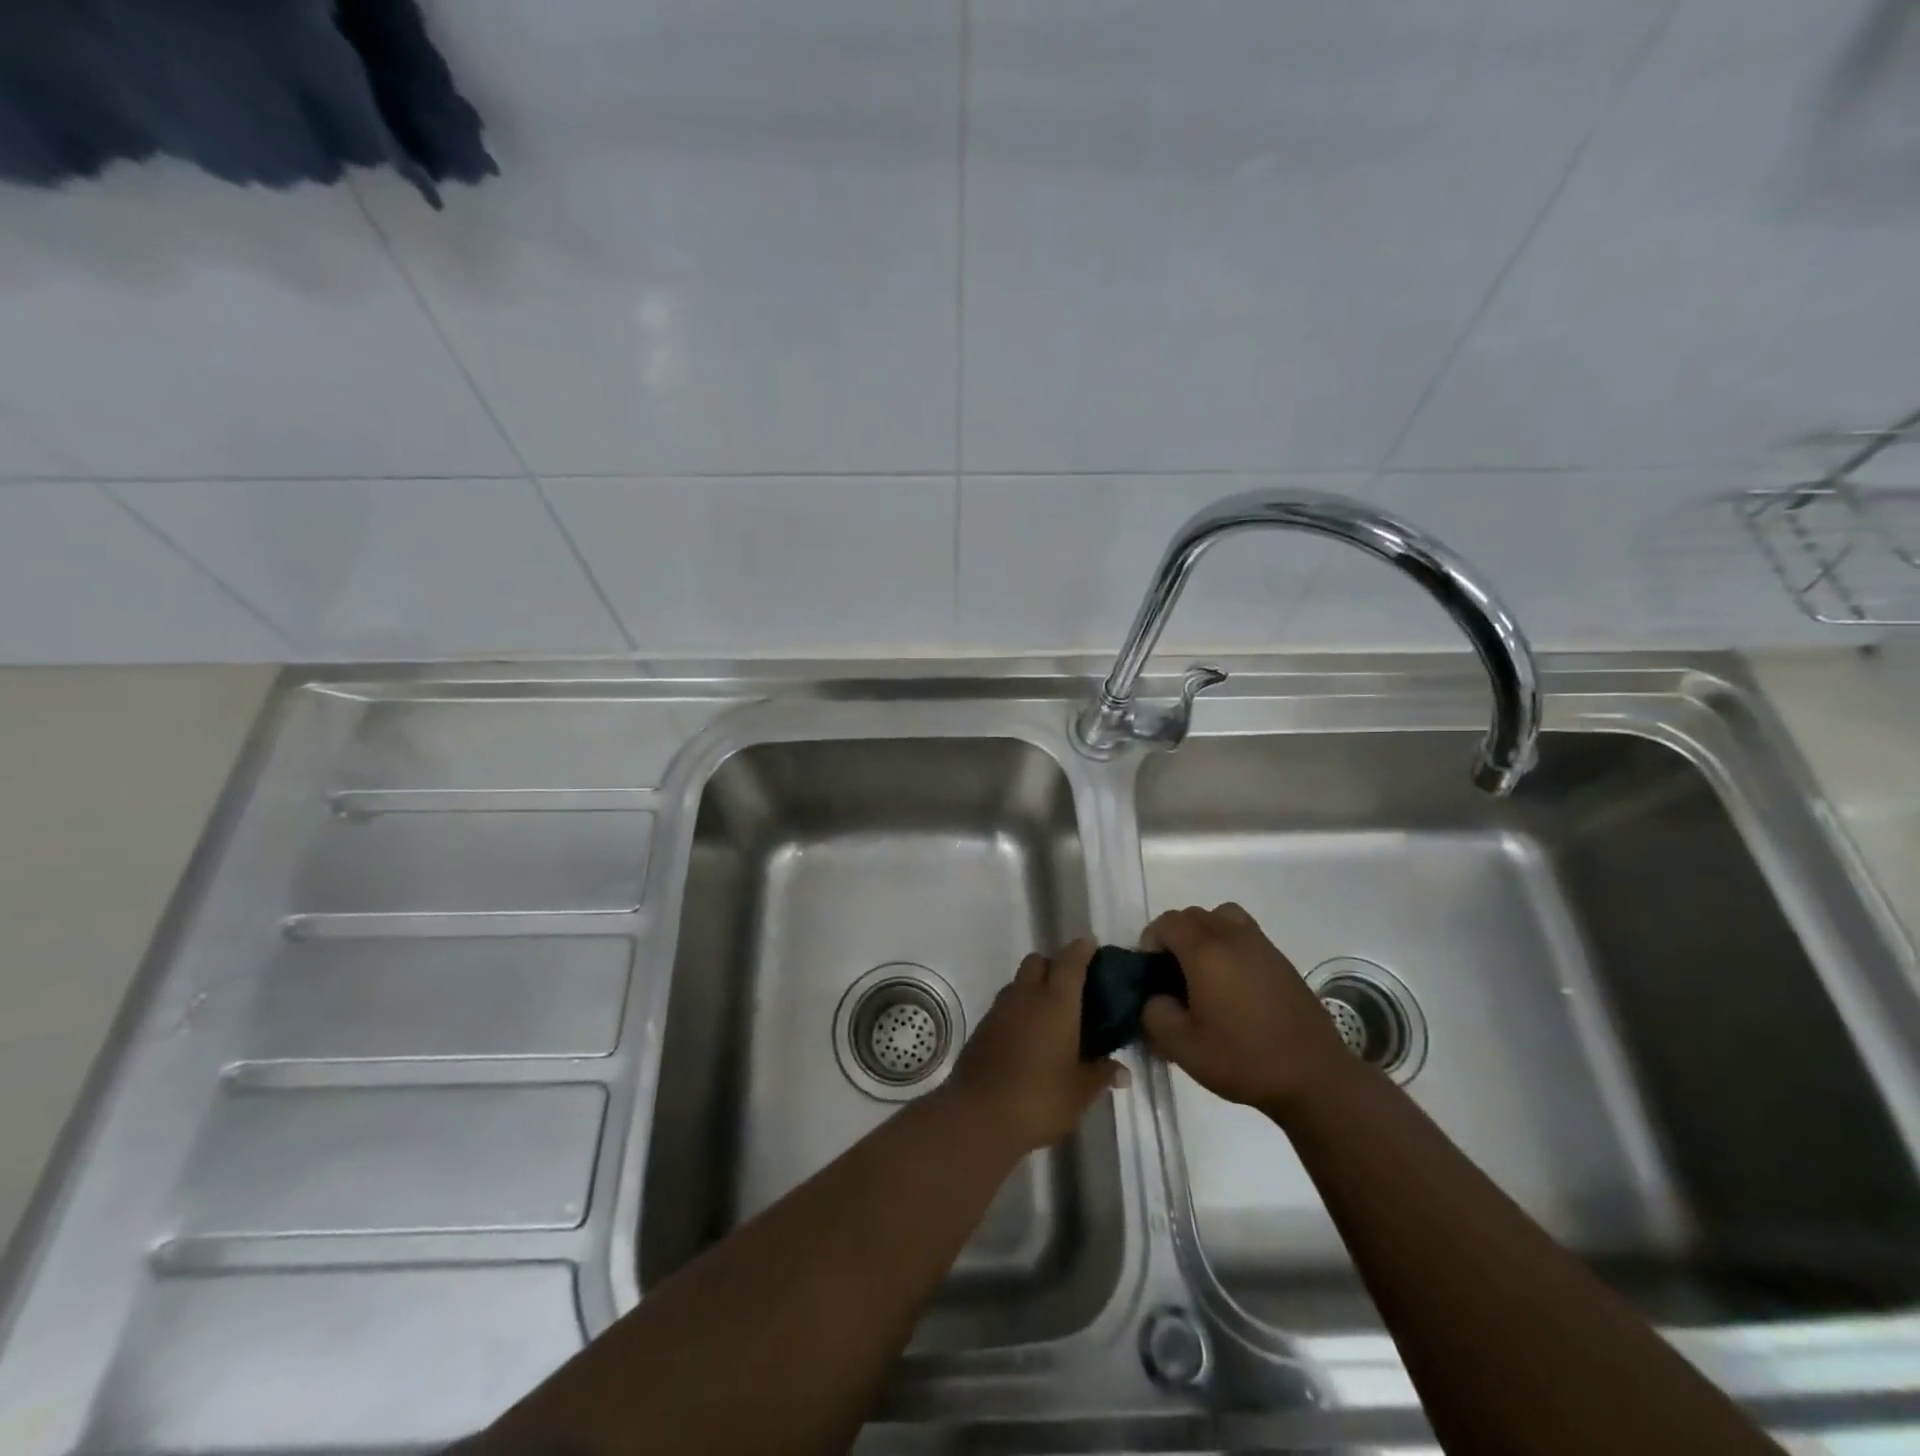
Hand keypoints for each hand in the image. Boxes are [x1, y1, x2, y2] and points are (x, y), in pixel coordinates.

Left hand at [946, 938, 1127, 1154]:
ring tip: (1051, 1015)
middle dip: (1054, 966)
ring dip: (1034, 988)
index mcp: (1056, 1002)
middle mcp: (1026, 995)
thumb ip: (1101, 1074)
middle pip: (1038, 961)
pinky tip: (1028, 1037)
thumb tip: (1122, 1071)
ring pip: (1019, 982)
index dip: (1082, 950)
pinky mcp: (982, 1027)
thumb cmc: (1039, 1098)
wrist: (979, 1115)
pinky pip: (1005, 1005)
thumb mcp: (1080, 1092)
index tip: (1091, 946)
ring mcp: (1000, 1009)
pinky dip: (1018, 1010)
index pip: (1070, 961)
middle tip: (1072, 989)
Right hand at [1141, 904, 1355, 1119]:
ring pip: (1221, 916)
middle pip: (1193, 915)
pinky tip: (1233, 982)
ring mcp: (1261, 945)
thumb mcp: (1184, 1049)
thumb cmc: (1245, 1060)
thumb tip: (1154, 997)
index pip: (1168, 922)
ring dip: (1204, 932)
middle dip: (1175, 935)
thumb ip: (1155, 1015)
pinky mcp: (1281, 959)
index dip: (1151, 940)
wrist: (1315, 1077)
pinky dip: (1229, 942)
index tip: (1151, 971)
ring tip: (1203, 969)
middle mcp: (1233, 937)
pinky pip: (1245, 932)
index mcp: (1206, 953)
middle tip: (1172, 973)